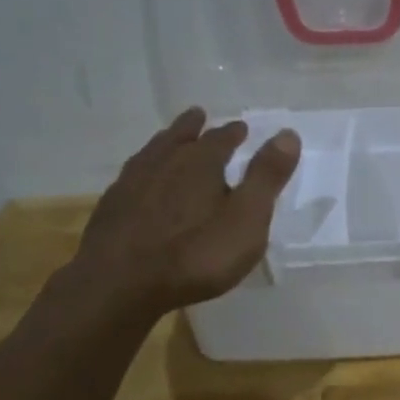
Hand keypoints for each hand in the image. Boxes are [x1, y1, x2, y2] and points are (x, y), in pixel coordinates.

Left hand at [71, 107, 300, 313]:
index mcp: (201, 163)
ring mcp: (132, 184)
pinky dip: (143, 171)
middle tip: (198, 116)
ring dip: (165, 144)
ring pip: (152, 153)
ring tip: (169, 140)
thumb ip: (266, 177)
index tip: (241, 128)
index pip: (221, 139)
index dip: (233, 133)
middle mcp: (164, 163)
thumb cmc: (196, 254)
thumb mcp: (247, 218)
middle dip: (193, 128)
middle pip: (180, 137)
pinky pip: (132, 178)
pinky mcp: (111, 208)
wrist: (121, 284)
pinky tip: (141, 183)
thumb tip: (288, 133)